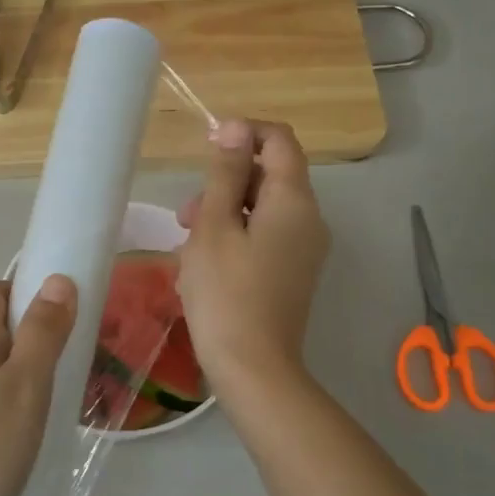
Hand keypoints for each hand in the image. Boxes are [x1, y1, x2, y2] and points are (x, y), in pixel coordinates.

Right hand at [176, 119, 329, 391]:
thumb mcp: (213, 225)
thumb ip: (224, 173)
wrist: (253, 368)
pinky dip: (236, 238)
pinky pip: (266, 237)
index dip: (242, 134)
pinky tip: (205, 265)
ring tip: (187, 245)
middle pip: (270, 176)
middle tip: (186, 215)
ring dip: (224, 213)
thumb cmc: (225, 293)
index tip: (205, 150)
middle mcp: (309, 219)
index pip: (279, 140)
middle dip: (225, 183)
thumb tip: (233, 127)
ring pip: (263, 209)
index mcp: (294, 200)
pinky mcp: (294, 273)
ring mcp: (305, 249)